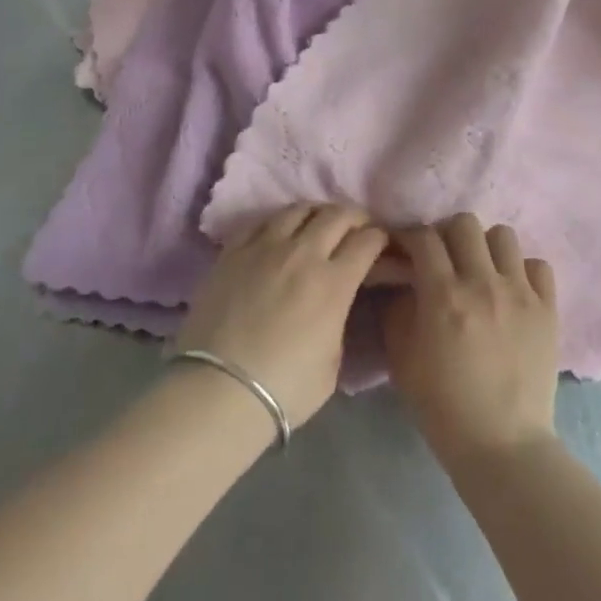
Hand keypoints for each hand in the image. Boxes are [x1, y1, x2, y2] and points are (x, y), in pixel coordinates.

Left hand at [176, 204, 386, 429]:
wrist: (218, 391)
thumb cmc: (284, 389)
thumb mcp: (333, 362)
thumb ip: (339, 320)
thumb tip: (336, 303)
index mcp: (334, 282)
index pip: (368, 241)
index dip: (380, 238)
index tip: (381, 245)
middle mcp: (303, 253)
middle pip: (337, 215)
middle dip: (355, 218)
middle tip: (357, 229)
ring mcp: (264, 247)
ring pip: (298, 209)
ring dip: (317, 213)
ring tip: (318, 224)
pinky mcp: (232, 251)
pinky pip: (261, 221)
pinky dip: (279, 222)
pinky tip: (280, 233)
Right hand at [382, 214, 559, 468]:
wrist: (502, 445)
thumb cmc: (443, 406)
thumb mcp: (402, 359)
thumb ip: (398, 310)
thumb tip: (404, 281)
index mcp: (444, 296)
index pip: (424, 238)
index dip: (409, 236)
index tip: (404, 248)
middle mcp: (483, 283)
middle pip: (465, 223)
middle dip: (447, 234)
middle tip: (443, 258)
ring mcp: (520, 294)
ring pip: (503, 236)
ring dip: (485, 247)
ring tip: (480, 271)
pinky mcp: (548, 309)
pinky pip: (537, 265)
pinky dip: (521, 270)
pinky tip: (511, 291)